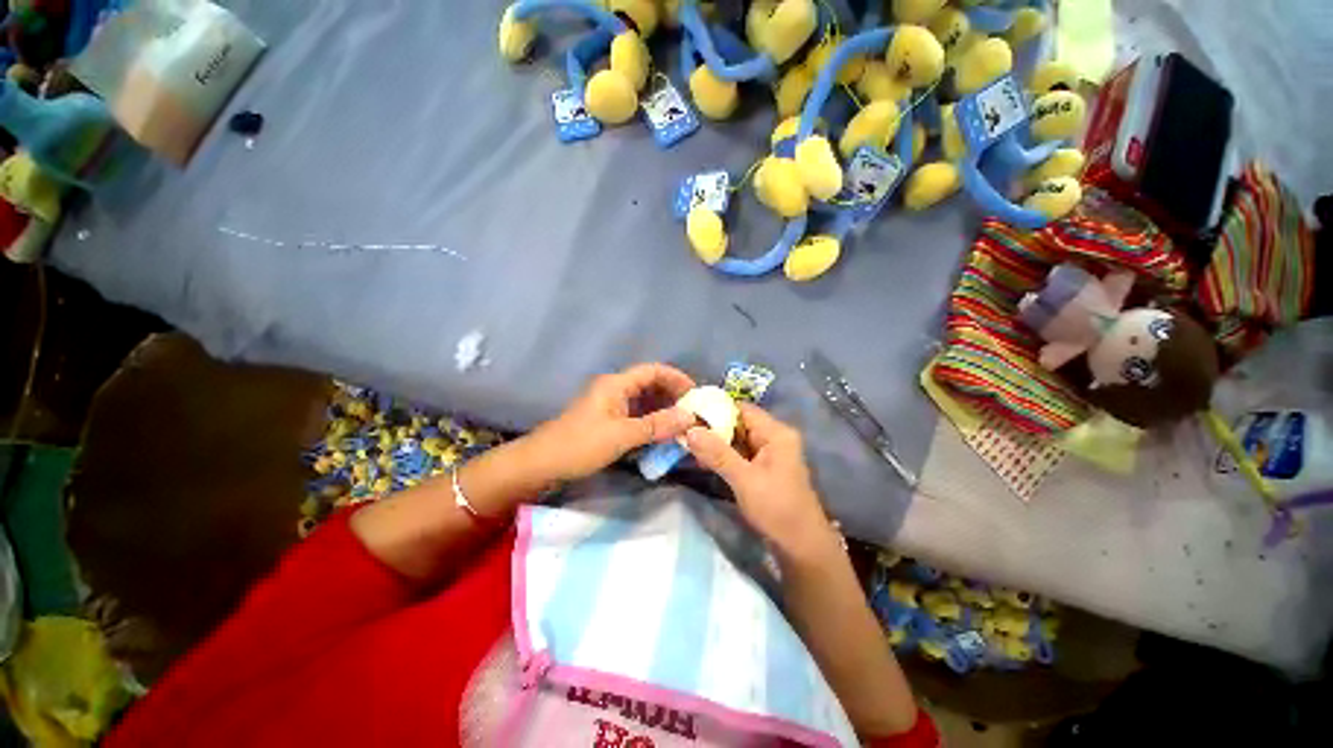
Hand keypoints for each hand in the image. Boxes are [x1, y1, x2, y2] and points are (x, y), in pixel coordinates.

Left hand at [523, 363, 696, 483]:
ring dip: (663, 410)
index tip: (696, 393)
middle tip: (693, 412)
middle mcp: (615, 389)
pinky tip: (663, 434)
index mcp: (616, 384)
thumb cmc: (580, 444)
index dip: (676, 378)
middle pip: (650, 384)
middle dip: (672, 395)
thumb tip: (689, 417)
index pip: (653, 371)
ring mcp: (610, 405)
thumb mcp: (622, 435)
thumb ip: (656, 425)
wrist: (541, 463)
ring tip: (683, 424)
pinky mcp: (607, 420)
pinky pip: (636, 415)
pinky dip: (651, 421)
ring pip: (644, 401)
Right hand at [684, 403, 831, 556]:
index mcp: (776, 433)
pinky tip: (702, 460)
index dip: (716, 408)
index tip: (689, 413)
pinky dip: (722, 456)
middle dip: (712, 427)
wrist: (801, 547)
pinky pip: (739, 454)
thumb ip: (717, 454)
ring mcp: (768, 454)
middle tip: (684, 431)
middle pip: (738, 423)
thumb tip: (689, 430)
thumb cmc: (777, 509)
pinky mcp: (762, 469)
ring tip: (688, 444)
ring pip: (736, 439)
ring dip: (715, 443)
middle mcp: (773, 438)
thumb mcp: (744, 479)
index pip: (742, 409)